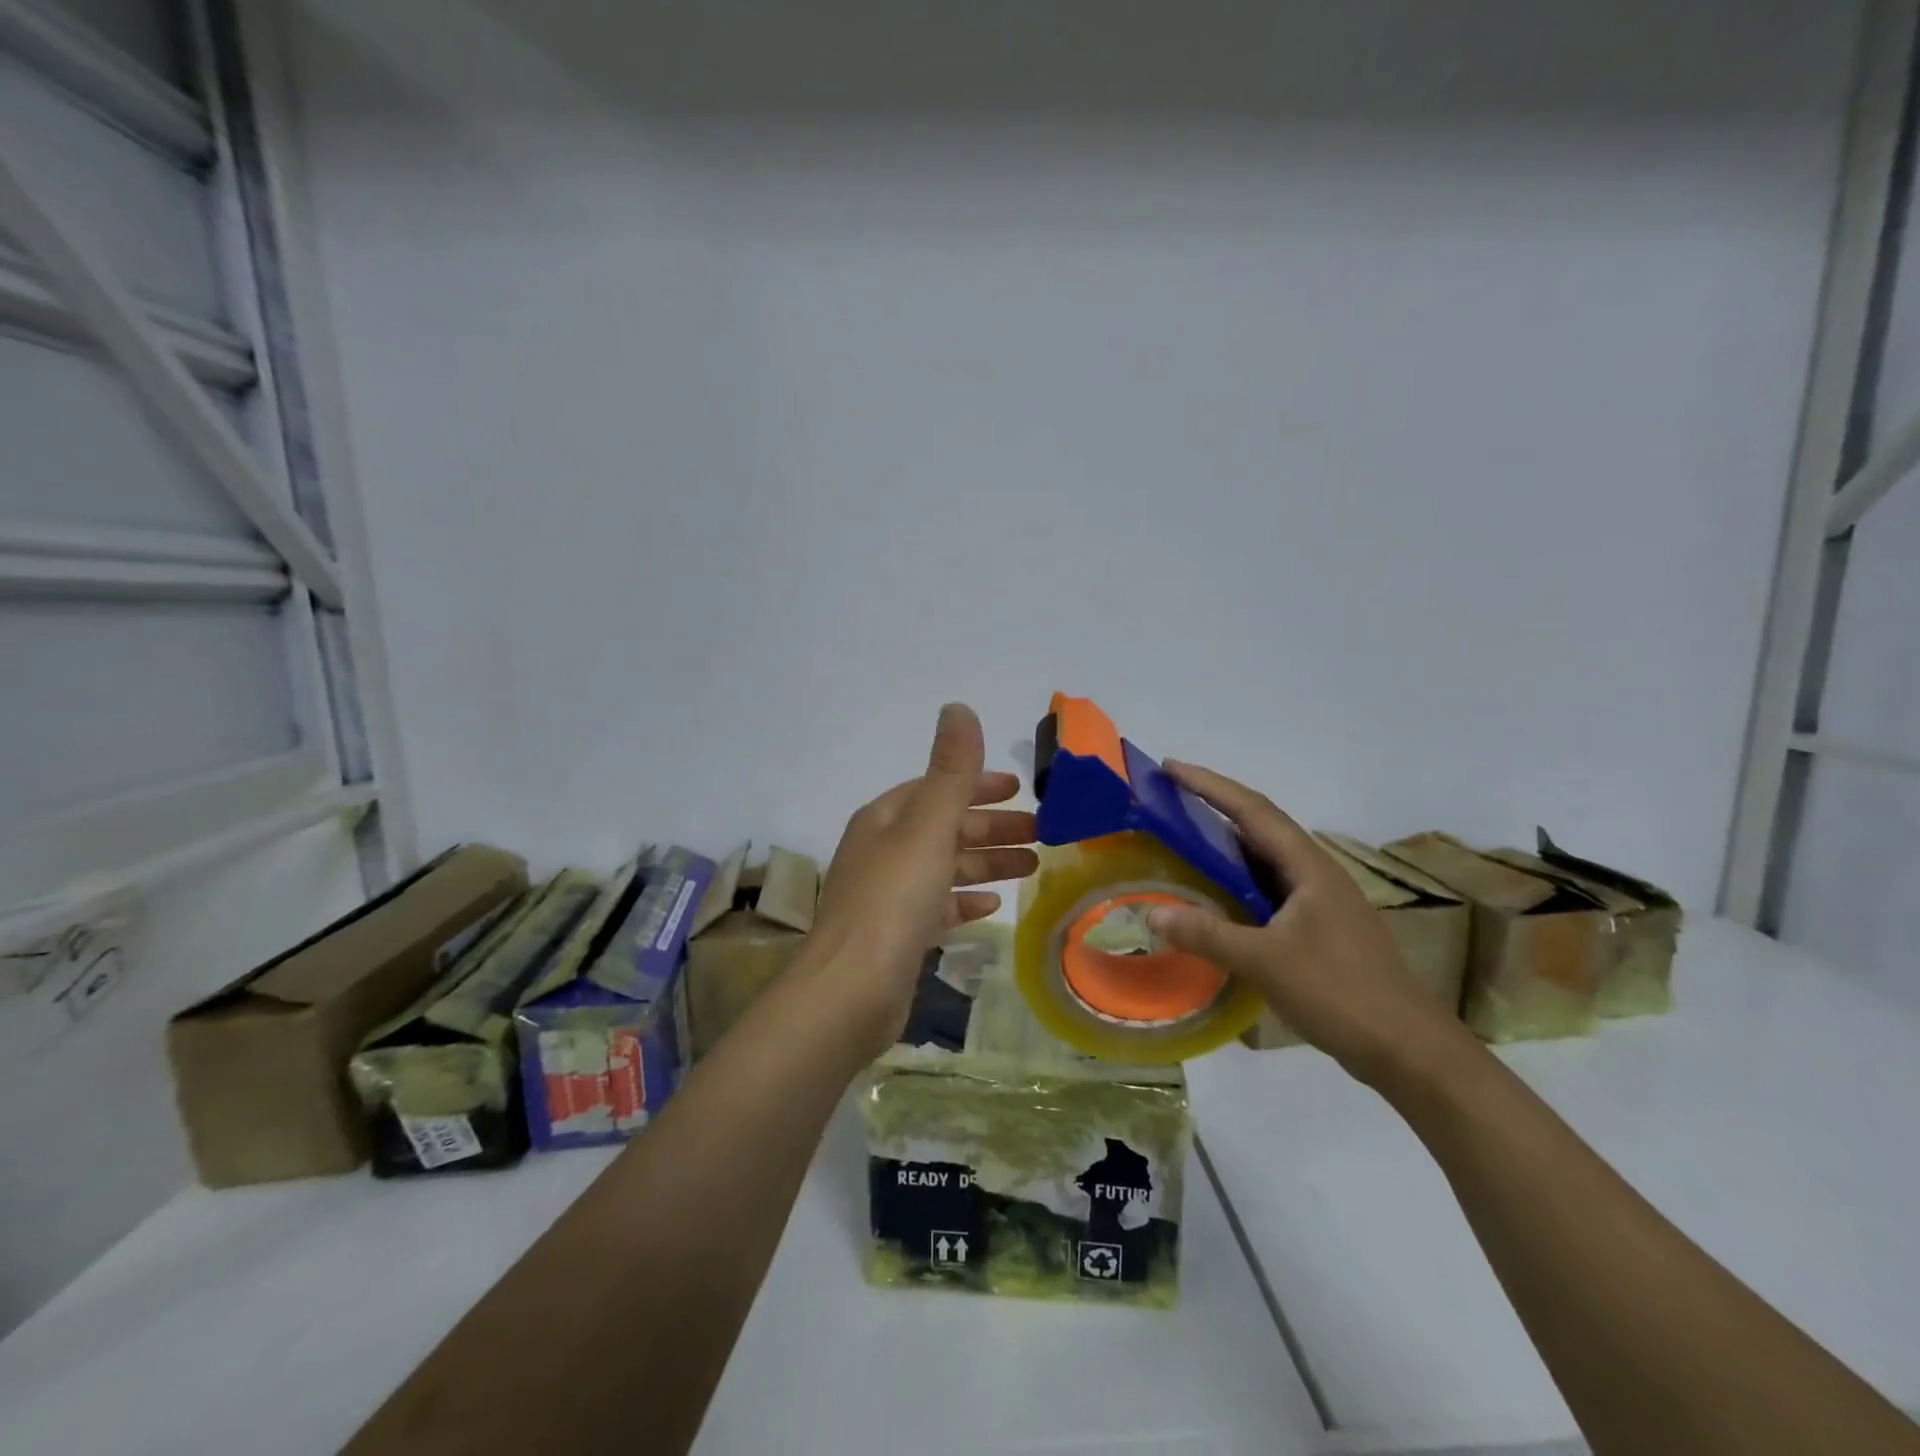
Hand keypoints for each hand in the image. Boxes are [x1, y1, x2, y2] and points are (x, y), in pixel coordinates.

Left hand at [808, 703, 1037, 1055]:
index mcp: (886, 819)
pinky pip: (938, 905)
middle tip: (1041, 832)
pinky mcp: (898, 935)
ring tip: (1032, 866)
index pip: (937, 789)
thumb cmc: (892, 901)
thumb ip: (950, 772)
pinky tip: (991, 905)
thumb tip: (958, 707)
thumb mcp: (927, 828)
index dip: (978, 785)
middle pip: (946, 828)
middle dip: (992, 827)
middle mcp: (883, 851)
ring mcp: (888, 895)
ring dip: (987, 862)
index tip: (1020, 789)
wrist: (850, 992)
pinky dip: (965, 899)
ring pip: (946, 867)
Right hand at [1145, 761, 1476, 1089]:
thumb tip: (1151, 912)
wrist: (1407, 1049)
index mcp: (1308, 867)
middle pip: (1259, 826)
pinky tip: (1214, 895)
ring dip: (1224, 844)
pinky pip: (1266, 888)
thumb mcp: (1266, 962)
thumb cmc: (1340, 992)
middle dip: (1214, 806)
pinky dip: (1235, 880)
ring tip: (1182, 838)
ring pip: (1263, 859)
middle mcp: (1315, 874)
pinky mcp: (1317, 929)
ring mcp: (1319, 902)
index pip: (1252, 810)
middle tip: (1169, 798)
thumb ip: (1207, 934)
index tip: (1170, 767)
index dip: (1209, 785)